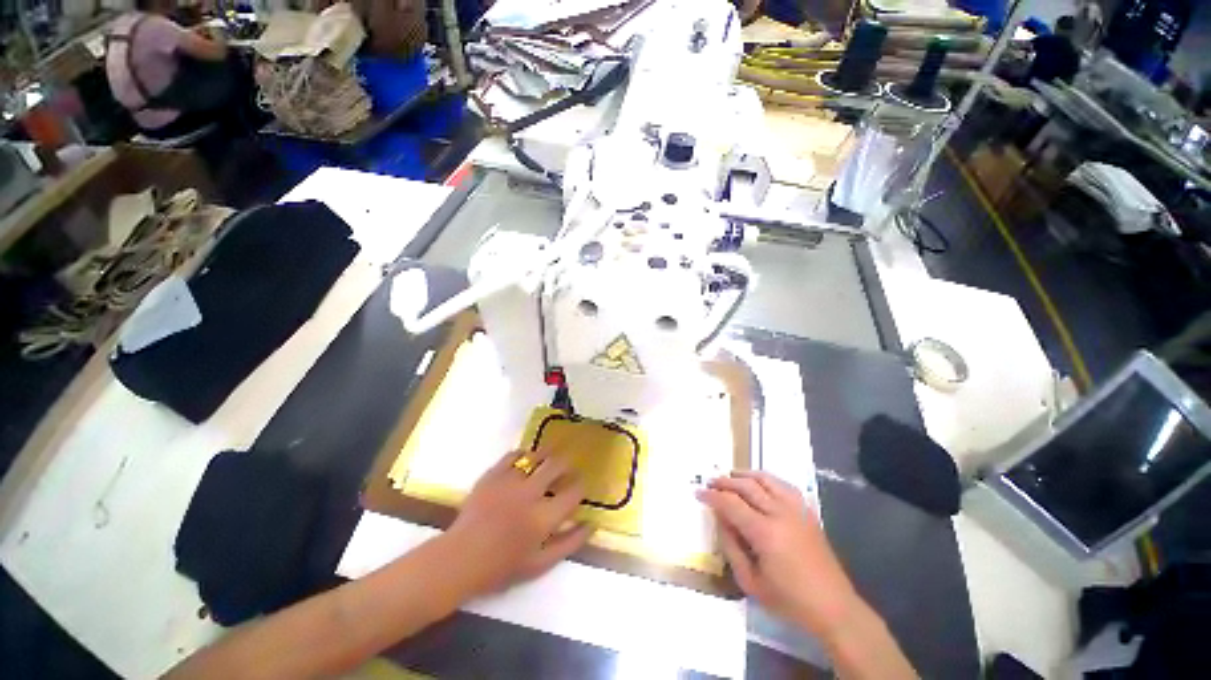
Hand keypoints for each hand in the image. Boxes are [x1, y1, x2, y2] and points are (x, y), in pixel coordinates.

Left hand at [445, 449, 593, 595]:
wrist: (459, 559)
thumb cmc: (501, 568)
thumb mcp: (540, 565)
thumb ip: (569, 544)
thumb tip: (592, 524)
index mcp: (543, 518)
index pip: (574, 492)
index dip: (581, 487)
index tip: (579, 488)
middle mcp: (529, 493)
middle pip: (558, 465)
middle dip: (567, 466)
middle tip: (566, 472)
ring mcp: (510, 481)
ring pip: (537, 455)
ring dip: (548, 457)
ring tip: (547, 464)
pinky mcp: (493, 474)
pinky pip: (514, 454)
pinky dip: (523, 455)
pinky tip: (525, 463)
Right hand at [697, 471, 859, 635]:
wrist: (833, 607)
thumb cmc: (789, 600)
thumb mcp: (750, 582)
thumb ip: (731, 547)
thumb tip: (720, 518)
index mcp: (765, 533)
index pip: (731, 503)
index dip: (712, 496)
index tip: (698, 492)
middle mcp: (780, 513)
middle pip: (747, 486)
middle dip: (725, 481)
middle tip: (710, 483)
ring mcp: (796, 510)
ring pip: (766, 479)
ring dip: (745, 475)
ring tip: (731, 477)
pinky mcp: (807, 512)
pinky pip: (784, 485)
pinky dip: (767, 479)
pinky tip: (759, 484)